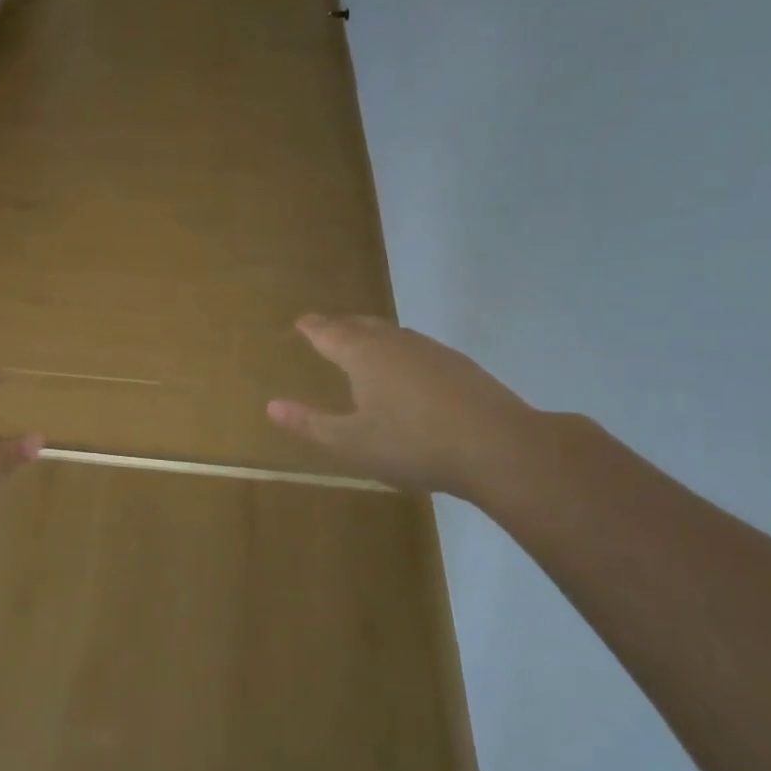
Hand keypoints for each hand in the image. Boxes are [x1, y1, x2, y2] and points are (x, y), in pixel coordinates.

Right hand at [267, 315, 537, 500]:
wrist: (498, 447)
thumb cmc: (413, 444)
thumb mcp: (351, 443)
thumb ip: (310, 423)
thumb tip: (272, 405)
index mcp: (363, 355)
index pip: (328, 333)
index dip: (312, 328)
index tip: (301, 322)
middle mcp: (394, 342)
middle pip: (360, 325)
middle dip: (339, 326)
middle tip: (326, 329)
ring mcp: (430, 350)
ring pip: (391, 333)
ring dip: (370, 335)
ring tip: (361, 345)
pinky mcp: (458, 365)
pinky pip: (415, 347)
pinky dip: (398, 351)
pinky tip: (406, 370)